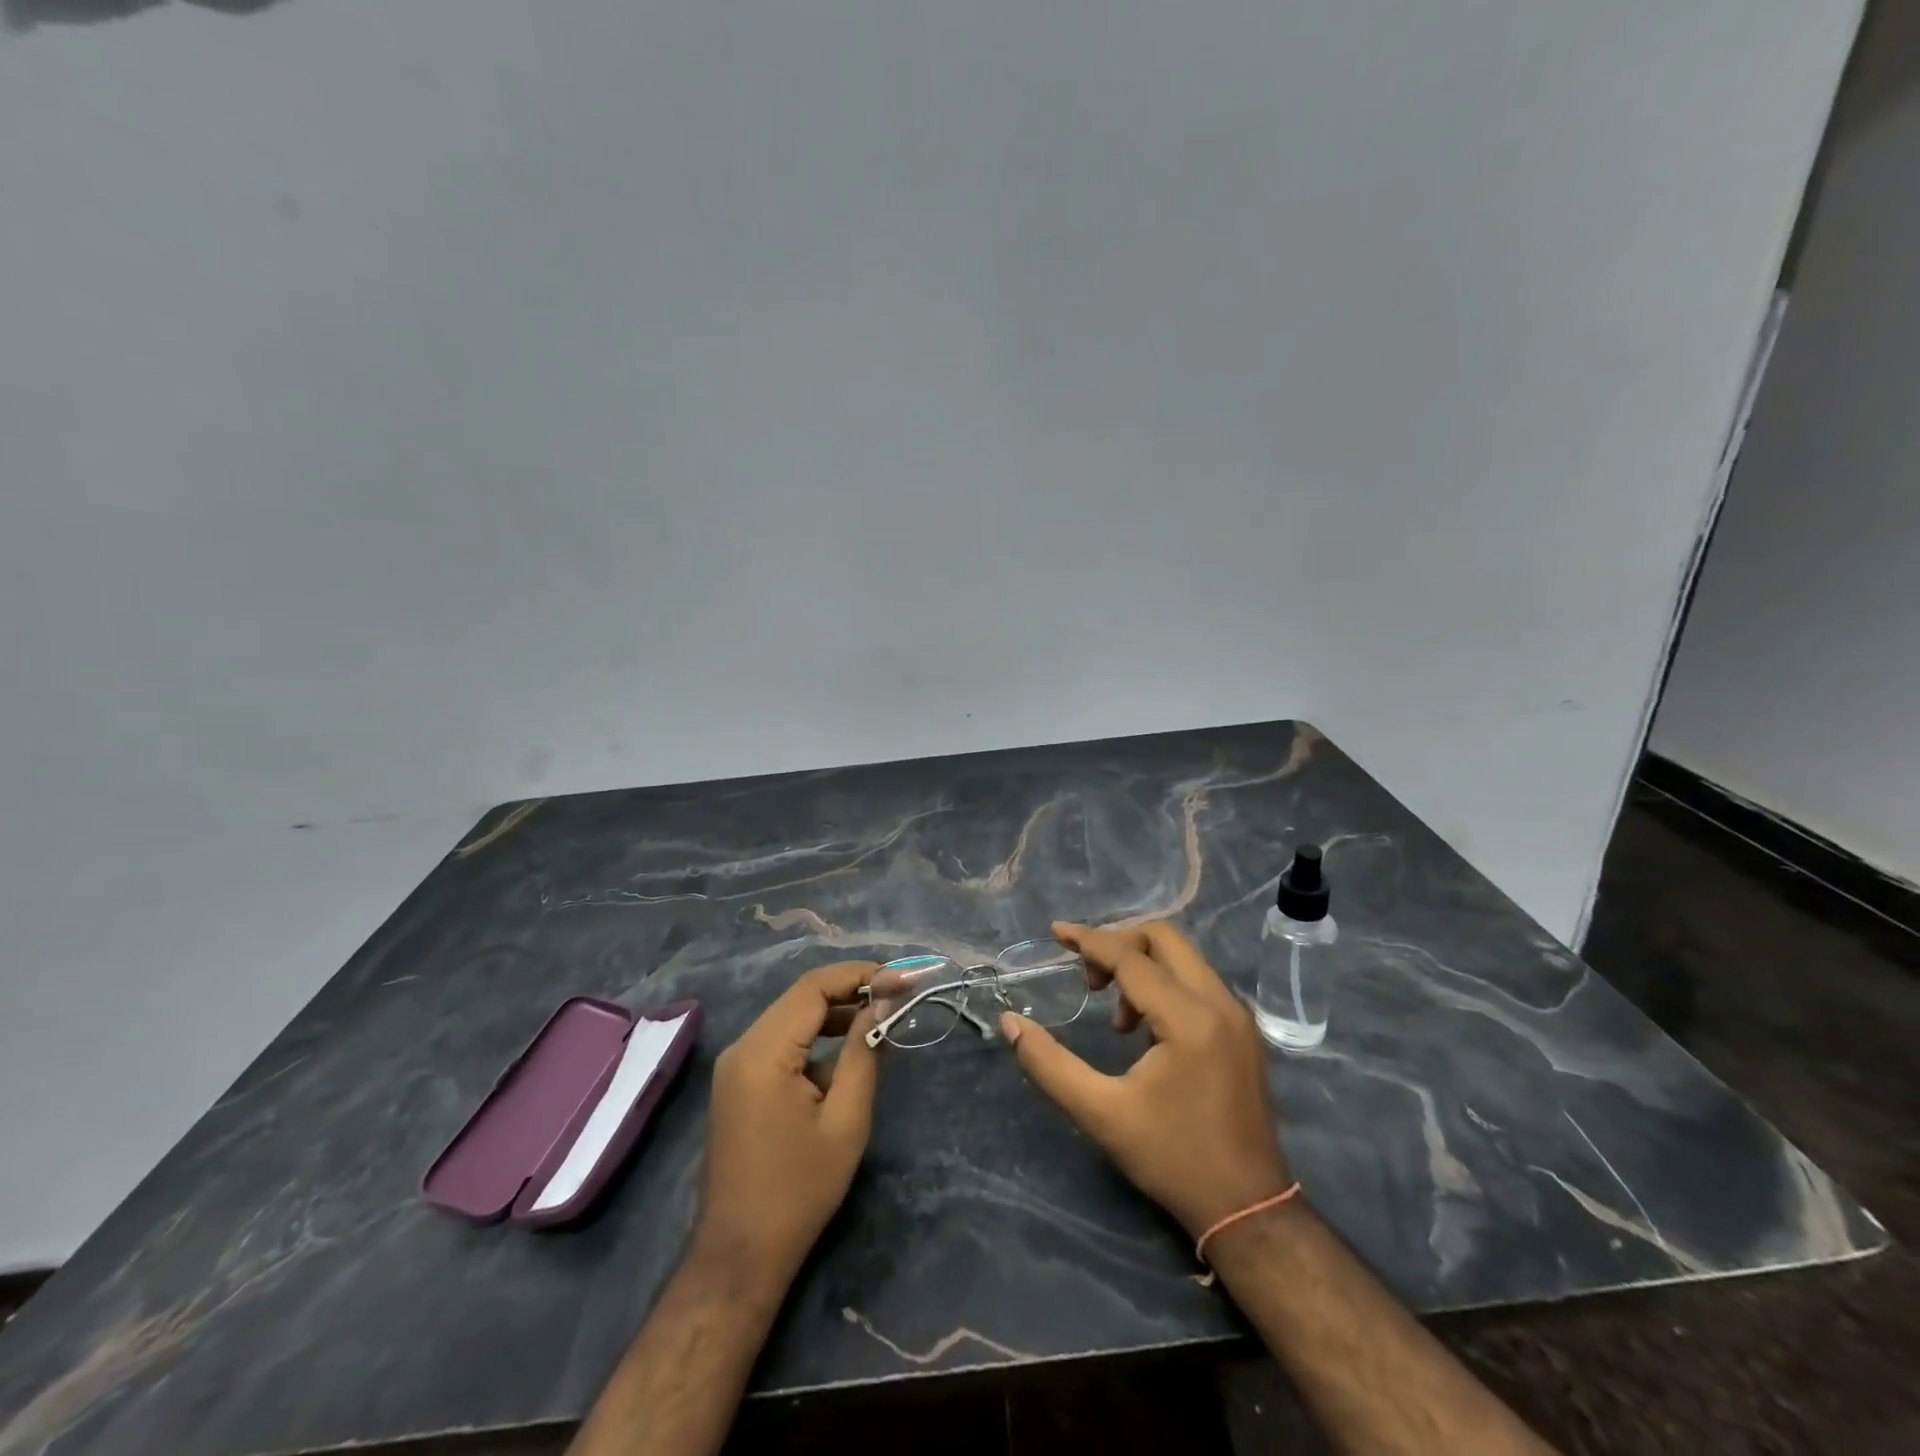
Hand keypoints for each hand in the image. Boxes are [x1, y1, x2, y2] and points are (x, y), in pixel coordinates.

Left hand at [696, 961, 881, 1284]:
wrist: (740, 1255)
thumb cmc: (799, 1190)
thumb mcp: (846, 1120)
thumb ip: (864, 1052)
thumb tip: (883, 1003)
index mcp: (763, 1052)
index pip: (814, 987)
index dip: (861, 975)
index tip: (903, 980)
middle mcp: (742, 1047)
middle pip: (801, 996)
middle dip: (851, 989)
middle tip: (898, 994)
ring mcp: (736, 1065)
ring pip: (792, 1016)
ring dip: (835, 1011)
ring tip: (881, 1016)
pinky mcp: (739, 1081)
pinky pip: (782, 1040)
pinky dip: (816, 1035)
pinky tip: (849, 1047)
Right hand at [999, 921, 1290, 1237]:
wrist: (1249, 1209)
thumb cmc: (1173, 1159)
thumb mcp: (1101, 1114)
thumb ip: (1049, 1064)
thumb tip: (1009, 1023)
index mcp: (1189, 1019)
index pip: (1131, 957)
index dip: (1089, 940)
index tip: (1056, 933)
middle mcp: (1220, 1003)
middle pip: (1164, 938)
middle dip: (1119, 944)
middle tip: (1088, 979)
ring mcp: (1237, 1016)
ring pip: (1183, 957)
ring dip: (1141, 966)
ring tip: (1113, 1016)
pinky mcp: (1242, 1031)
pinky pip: (1197, 981)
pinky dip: (1163, 983)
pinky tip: (1143, 1028)